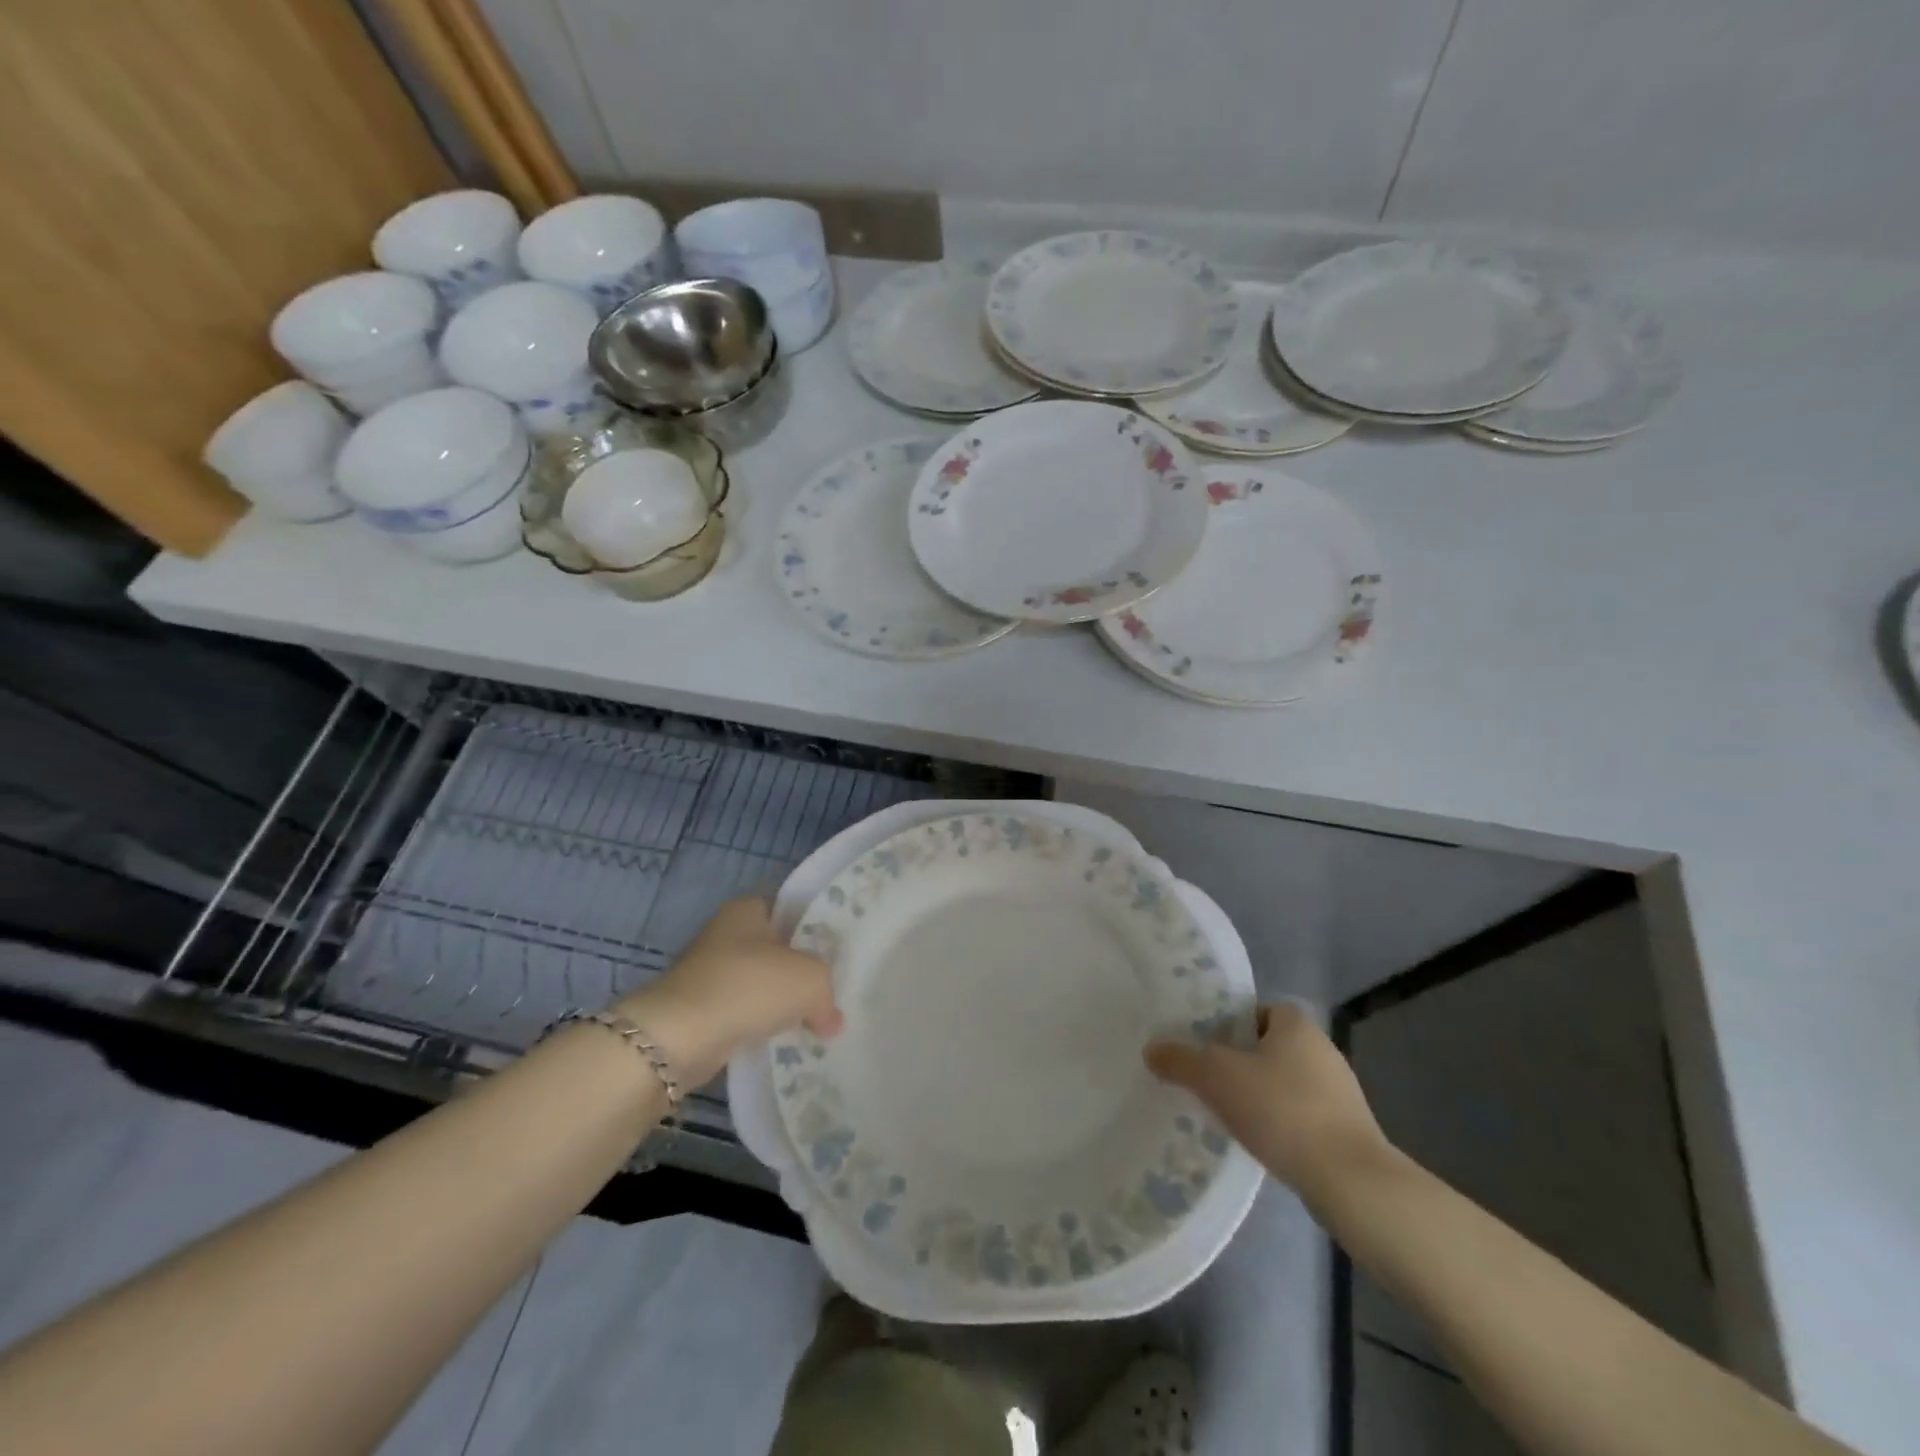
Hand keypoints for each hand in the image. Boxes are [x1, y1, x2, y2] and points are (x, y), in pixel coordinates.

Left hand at [615, 899, 841, 1085]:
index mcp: (747, 909)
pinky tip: (779, 1040)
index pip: (789, 911)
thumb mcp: (809, 979)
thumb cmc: (748, 987)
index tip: (836, 955)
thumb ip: (827, 993)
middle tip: (829, 992)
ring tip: (811, 1022)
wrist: (679, 1036)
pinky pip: (741, 1012)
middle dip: (798, 972)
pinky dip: (757, 1025)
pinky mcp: (698, 1009)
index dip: (814, 931)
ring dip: (778, 1003)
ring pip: (758, 984)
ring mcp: (708, 972)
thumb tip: (830, 1020)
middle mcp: (725, 933)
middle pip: (775, 950)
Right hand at [1146, 1002, 1390, 1202]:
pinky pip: (1300, 1115)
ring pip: (1283, 1083)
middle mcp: (1322, 1049)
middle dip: (1238, 1063)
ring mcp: (1339, 1092)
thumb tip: (1151, 1049)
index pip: (1254, 1011)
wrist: (1351, 1182)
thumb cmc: (1283, 1111)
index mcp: (1296, 1024)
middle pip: (1266, 1047)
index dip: (1227, 1026)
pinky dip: (1279, 1124)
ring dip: (1258, 1096)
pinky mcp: (1346, 1130)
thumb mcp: (1217, 1078)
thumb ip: (1181, 1060)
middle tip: (1206, 1081)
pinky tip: (1260, 1142)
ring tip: (1227, 1115)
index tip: (1203, 1048)